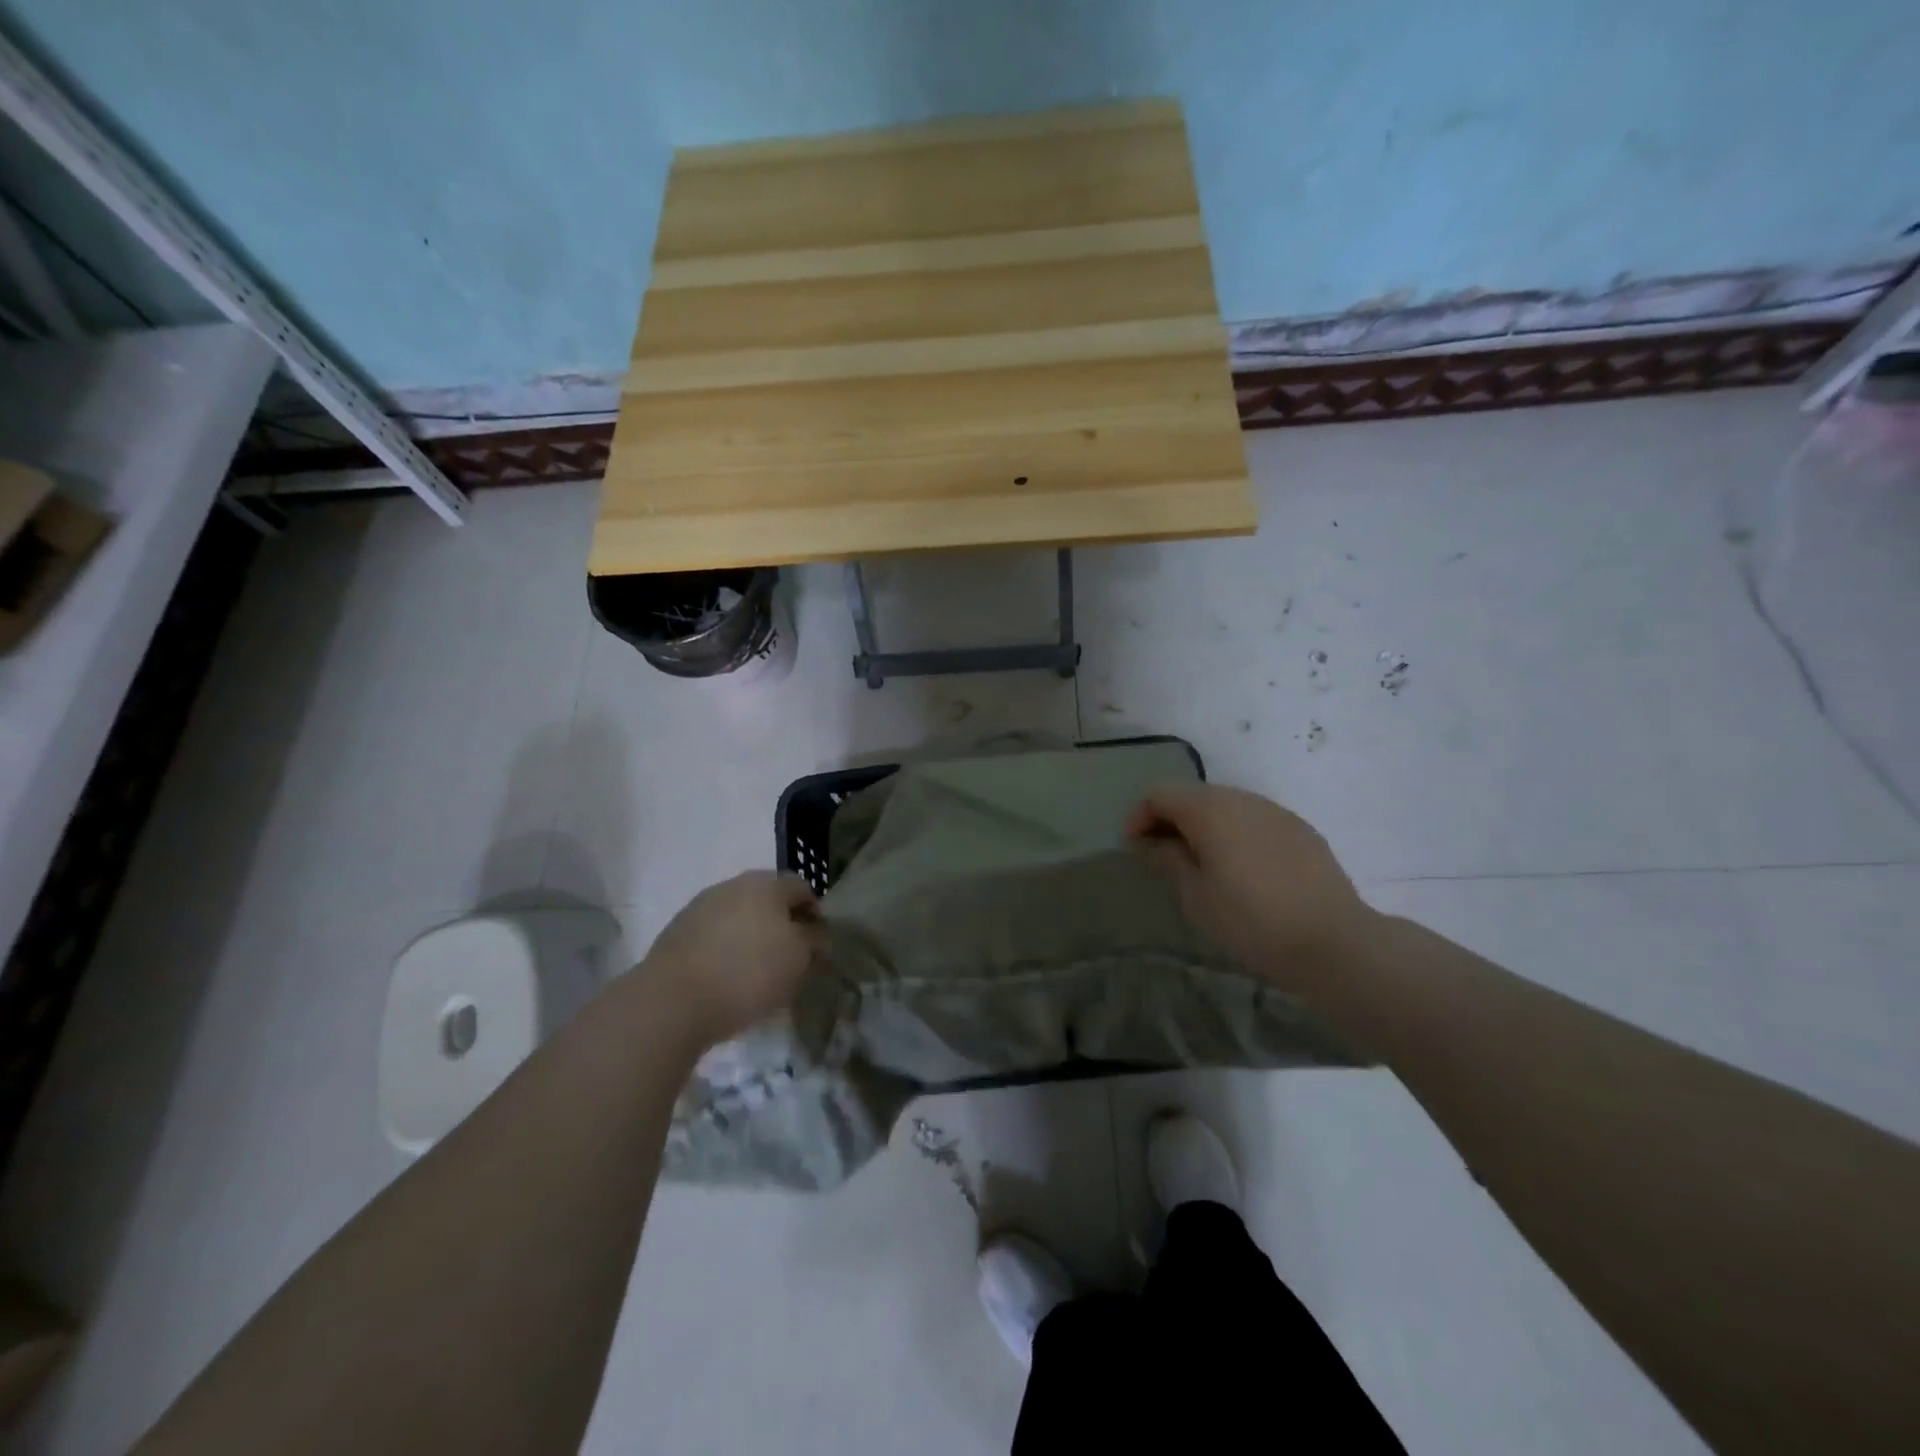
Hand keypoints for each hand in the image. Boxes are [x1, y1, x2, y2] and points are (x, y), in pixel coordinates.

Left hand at [644, 872, 821, 1044]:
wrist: (672, 1002)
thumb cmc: (748, 973)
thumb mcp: (799, 959)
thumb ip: (815, 940)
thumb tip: (816, 933)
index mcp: (766, 883)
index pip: (802, 888)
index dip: (815, 914)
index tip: (817, 946)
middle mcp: (732, 885)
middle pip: (768, 900)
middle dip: (781, 925)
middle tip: (789, 960)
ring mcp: (699, 907)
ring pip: (738, 918)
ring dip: (751, 938)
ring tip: (756, 975)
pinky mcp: (675, 934)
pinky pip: (713, 937)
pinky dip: (724, 952)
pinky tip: (726, 980)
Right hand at [1127, 784, 1374, 986]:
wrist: (1333, 941)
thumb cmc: (1251, 920)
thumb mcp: (1196, 896)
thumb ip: (1168, 860)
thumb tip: (1152, 842)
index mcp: (1210, 809)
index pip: (1160, 794)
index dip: (1139, 816)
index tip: (1134, 848)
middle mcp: (1242, 798)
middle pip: (1193, 795)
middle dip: (1170, 819)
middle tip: (1162, 855)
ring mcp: (1275, 811)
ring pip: (1226, 805)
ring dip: (1204, 825)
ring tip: (1201, 862)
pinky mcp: (1300, 829)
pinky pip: (1254, 820)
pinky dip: (1235, 833)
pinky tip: (1241, 868)